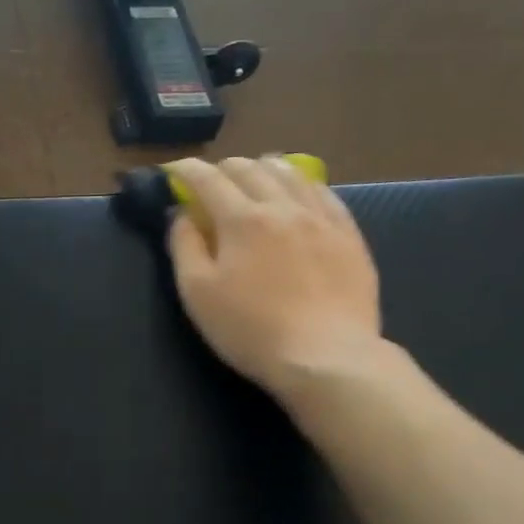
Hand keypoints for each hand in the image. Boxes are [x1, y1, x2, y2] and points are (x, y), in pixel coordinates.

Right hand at [165, 156, 383, 396]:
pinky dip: (302, 185)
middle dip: (224, 168)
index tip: (174, 170)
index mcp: (241, 219)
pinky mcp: (349, 235)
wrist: (325, 356)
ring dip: (264, 168)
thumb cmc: (250, 329)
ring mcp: (321, 218)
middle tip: (211, 181)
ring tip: (255, 176)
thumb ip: (184, 247)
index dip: (187, 170)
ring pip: (291, 173)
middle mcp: (283, 206)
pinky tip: (299, 194)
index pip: (208, 179)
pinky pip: (325, 194)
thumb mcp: (197, 293)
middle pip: (250, 169)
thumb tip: (181, 214)